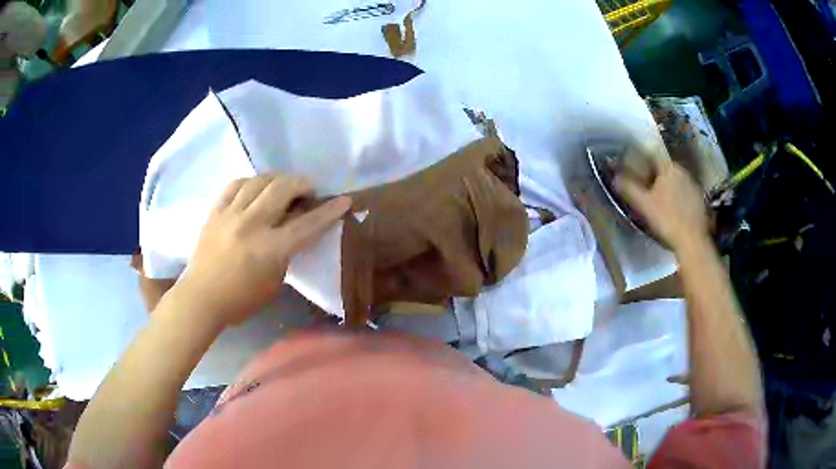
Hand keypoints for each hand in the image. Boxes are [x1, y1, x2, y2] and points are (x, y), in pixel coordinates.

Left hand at [175, 174, 350, 326]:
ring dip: (277, 180)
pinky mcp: (215, 211)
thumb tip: (291, 230)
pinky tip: (254, 189)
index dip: (329, 211)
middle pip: (283, 188)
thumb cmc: (241, 300)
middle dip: (302, 183)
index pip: (307, 224)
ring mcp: (230, 215)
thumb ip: (285, 254)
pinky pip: (235, 184)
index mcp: (270, 249)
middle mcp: (252, 225)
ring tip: (281, 188)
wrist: (201, 298)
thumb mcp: (274, 282)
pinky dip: (250, 182)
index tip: (344, 199)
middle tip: (307, 191)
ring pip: (259, 180)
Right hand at [614, 159, 708, 250]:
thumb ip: (629, 188)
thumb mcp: (643, 204)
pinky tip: (675, 213)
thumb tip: (614, 177)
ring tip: (661, 205)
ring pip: (677, 183)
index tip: (637, 179)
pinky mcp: (701, 201)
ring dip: (669, 190)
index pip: (653, 159)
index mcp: (669, 168)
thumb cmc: (667, 219)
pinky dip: (679, 200)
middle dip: (656, 179)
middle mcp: (683, 172)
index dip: (644, 168)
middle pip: (666, 171)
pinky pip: (686, 195)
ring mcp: (694, 186)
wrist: (692, 241)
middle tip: (648, 193)